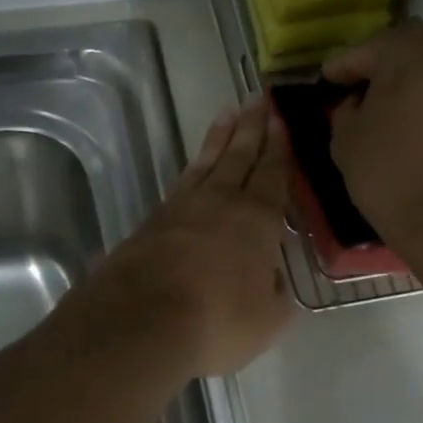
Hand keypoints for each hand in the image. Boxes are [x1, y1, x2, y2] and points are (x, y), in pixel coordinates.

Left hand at [72, 97, 292, 379]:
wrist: (141, 322)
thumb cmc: (217, 320)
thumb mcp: (267, 319)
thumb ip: (276, 294)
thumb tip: (271, 278)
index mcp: (256, 219)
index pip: (272, 173)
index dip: (279, 147)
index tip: (281, 119)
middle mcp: (220, 202)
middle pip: (239, 156)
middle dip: (251, 128)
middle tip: (258, 99)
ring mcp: (181, 209)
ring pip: (206, 163)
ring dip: (219, 139)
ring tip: (227, 115)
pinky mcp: (151, 222)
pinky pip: (181, 184)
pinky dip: (193, 168)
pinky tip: (195, 168)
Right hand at [324, 22, 422, 252]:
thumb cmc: (392, 173)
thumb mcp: (346, 142)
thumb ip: (346, 111)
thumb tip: (357, 103)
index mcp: (406, 49)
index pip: (363, 50)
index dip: (341, 68)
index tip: (326, 81)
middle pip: (407, 50)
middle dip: (382, 66)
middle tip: (361, 90)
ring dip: (412, 83)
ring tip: (389, 109)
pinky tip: (415, 124)